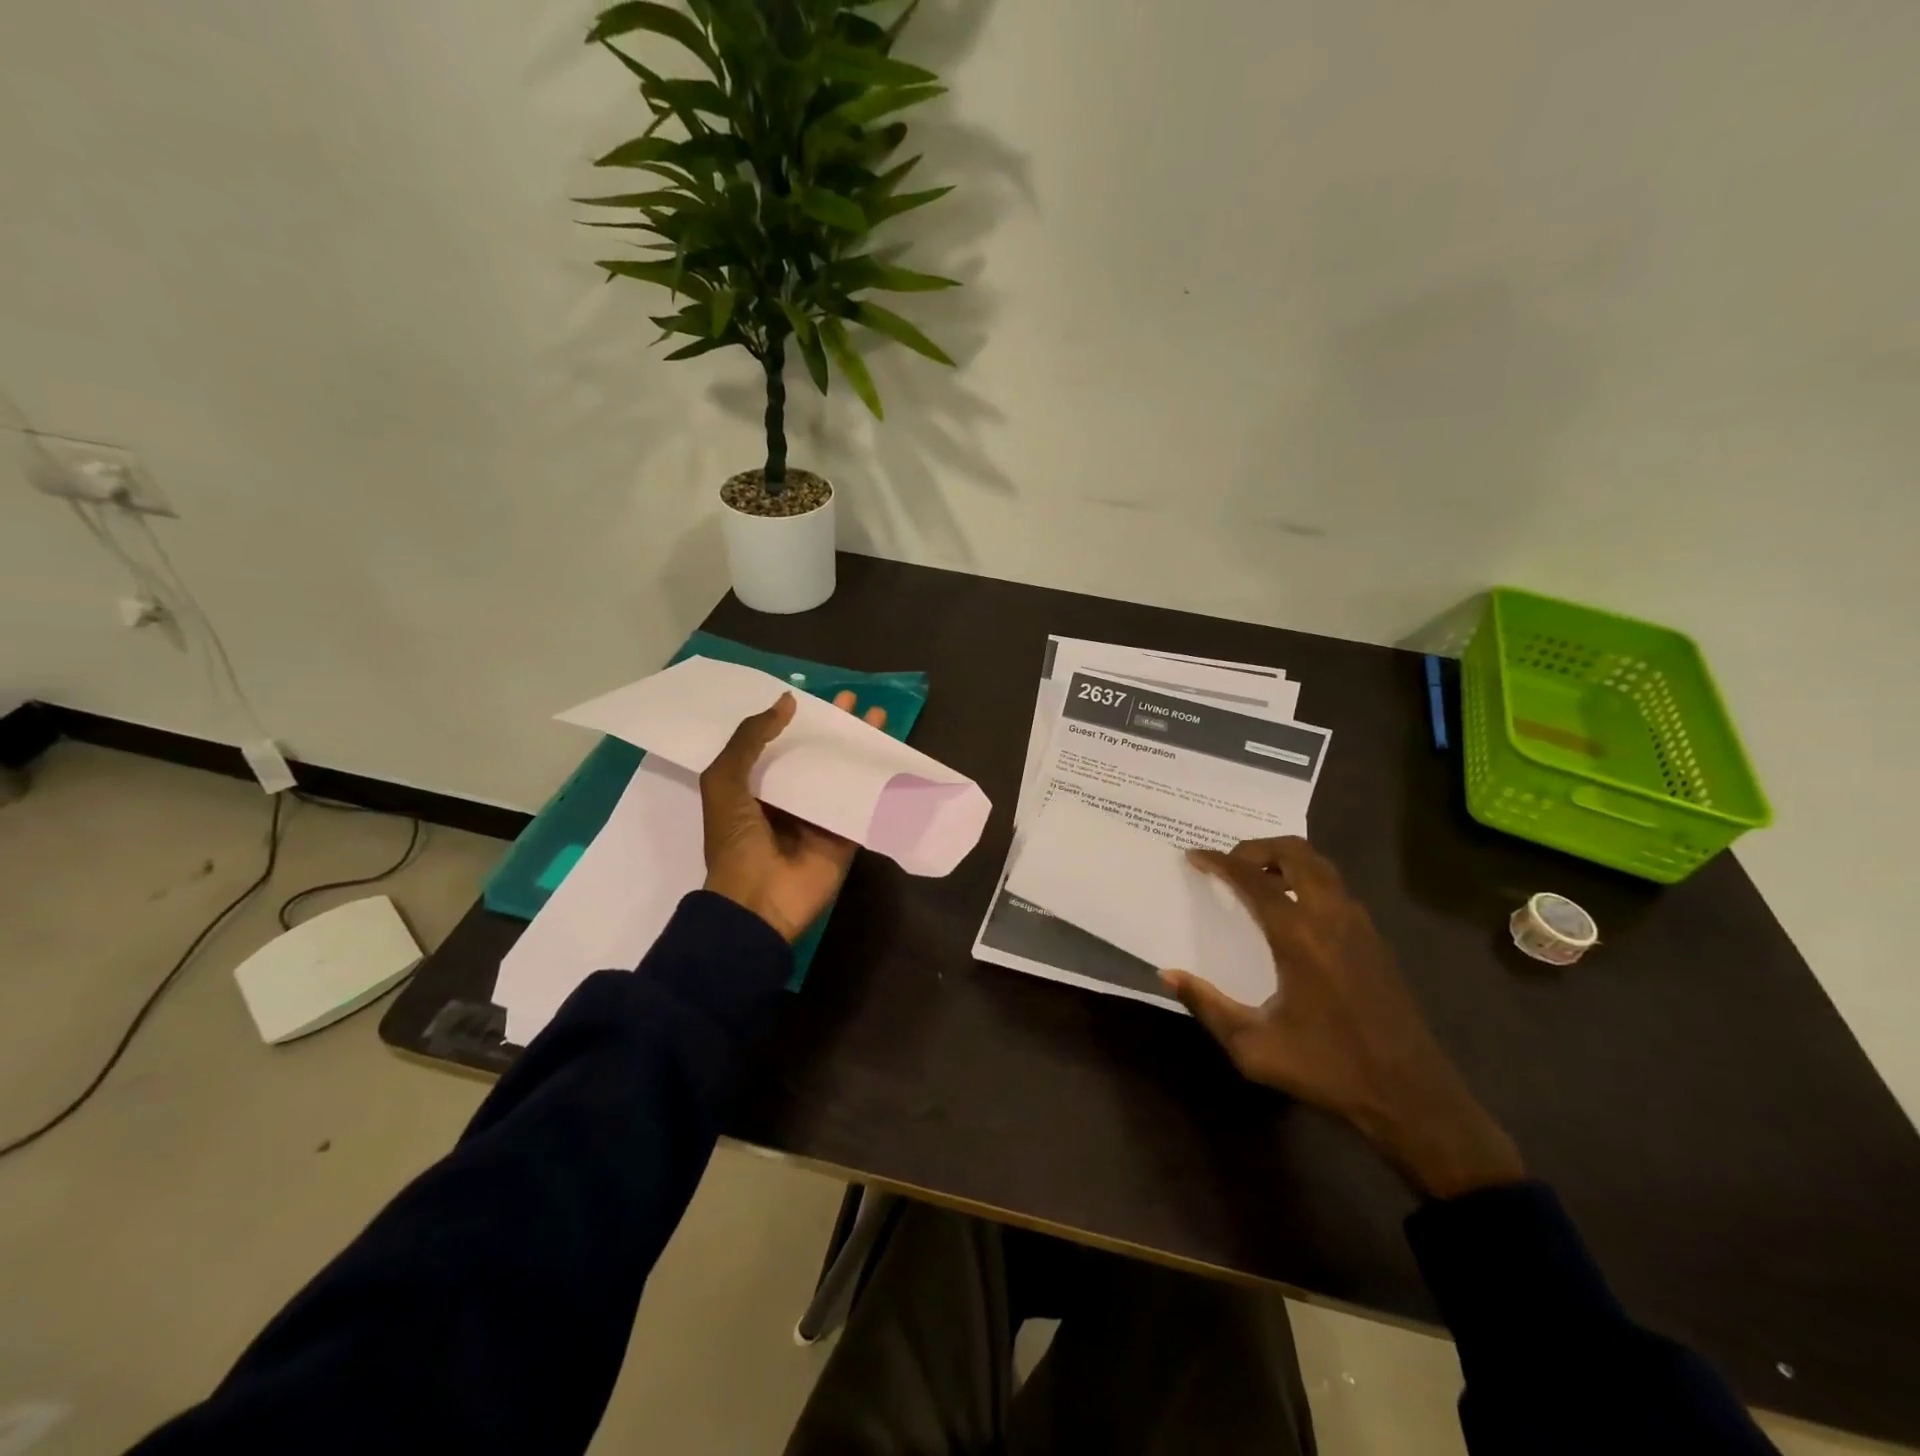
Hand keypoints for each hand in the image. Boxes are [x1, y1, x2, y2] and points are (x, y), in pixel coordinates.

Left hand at [699, 690, 886, 942]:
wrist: (757, 902)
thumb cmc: (735, 840)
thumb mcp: (724, 781)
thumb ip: (750, 739)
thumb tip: (787, 701)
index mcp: (755, 786)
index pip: (780, 745)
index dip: (798, 720)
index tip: (817, 697)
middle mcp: (789, 798)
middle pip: (817, 756)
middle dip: (836, 729)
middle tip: (855, 701)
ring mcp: (819, 818)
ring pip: (844, 774)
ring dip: (860, 749)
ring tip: (879, 718)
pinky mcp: (844, 836)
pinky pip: (863, 803)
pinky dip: (877, 783)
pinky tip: (893, 758)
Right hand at [1161, 837, 1524, 1199]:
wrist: (1411, 1096)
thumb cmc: (1326, 1068)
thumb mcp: (1253, 1047)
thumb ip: (1207, 1006)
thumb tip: (1169, 973)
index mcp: (1298, 935)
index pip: (1252, 879)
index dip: (1219, 862)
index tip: (1194, 855)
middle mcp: (1331, 917)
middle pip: (1295, 852)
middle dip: (1257, 847)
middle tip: (1230, 864)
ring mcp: (1359, 926)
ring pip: (1321, 866)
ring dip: (1285, 860)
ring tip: (1257, 880)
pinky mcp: (1375, 941)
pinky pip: (1336, 888)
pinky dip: (1307, 880)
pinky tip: (1293, 912)